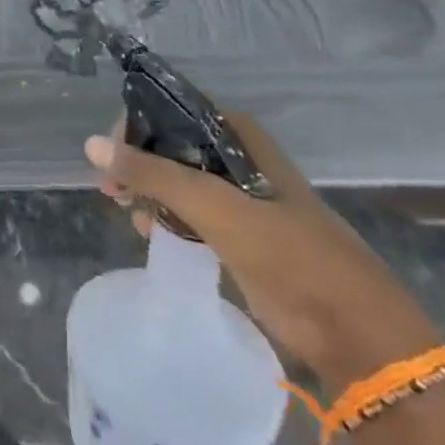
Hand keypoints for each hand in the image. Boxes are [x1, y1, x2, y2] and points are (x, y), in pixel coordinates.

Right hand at [86, 114, 440, 392]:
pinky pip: (191, 217)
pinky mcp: (242, 240)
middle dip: (137, 161)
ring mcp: (242, 203)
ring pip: (179, 183)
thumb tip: (91, 144)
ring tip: (120, 206)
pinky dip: (165, 218)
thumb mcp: (212, 205)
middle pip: (174, 147)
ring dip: (147, 190)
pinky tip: (145, 229)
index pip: (176, 112)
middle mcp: (240, 162)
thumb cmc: (287, 252)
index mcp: (241, 140)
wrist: (353, 332)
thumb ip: (151, 173)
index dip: (140, 124)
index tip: (112, 149)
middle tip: (109, 185)